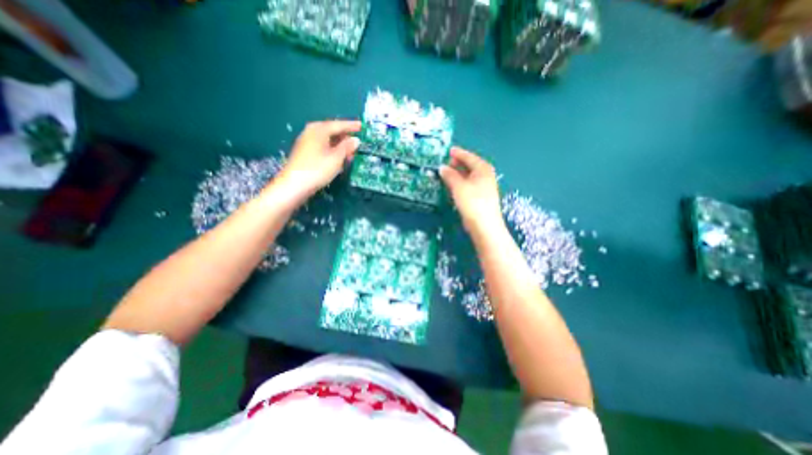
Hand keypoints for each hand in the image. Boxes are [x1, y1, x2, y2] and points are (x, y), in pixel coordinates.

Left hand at [274, 119, 360, 197]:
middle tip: (357, 140)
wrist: (294, 185)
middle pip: (331, 130)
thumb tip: (356, 140)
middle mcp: (311, 132)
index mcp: (319, 130)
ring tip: (350, 151)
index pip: (338, 125)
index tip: (362, 126)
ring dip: (339, 144)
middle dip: (344, 135)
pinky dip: (332, 149)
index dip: (351, 126)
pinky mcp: (304, 152)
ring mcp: (306, 142)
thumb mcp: (336, 158)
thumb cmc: (317, 169)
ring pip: (327, 139)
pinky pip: (322, 145)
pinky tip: (338, 157)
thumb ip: (347, 147)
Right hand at [437, 148, 502, 234]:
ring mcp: (484, 187)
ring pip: (469, 176)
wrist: (484, 225)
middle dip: (458, 163)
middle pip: (470, 165)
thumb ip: (450, 175)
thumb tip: (442, 168)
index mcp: (483, 169)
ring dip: (458, 174)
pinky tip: (453, 185)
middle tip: (445, 163)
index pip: (469, 157)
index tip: (449, 151)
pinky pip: (469, 184)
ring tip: (447, 173)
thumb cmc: (472, 202)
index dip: (458, 153)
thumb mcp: (458, 186)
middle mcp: (486, 175)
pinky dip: (461, 182)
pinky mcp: (481, 197)